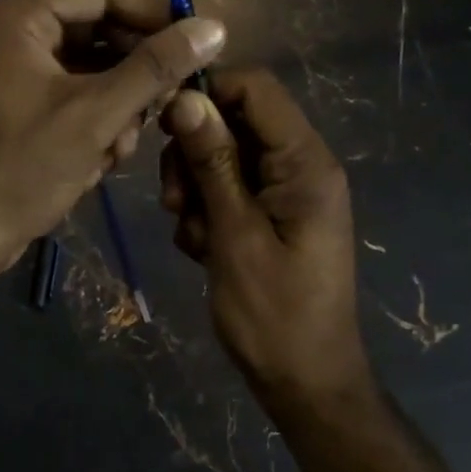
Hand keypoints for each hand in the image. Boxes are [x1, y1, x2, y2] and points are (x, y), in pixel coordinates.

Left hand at [0, 0, 225, 277]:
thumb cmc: (22, 169)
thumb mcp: (97, 114)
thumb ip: (156, 67)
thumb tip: (215, 27)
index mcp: (20, 16)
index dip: (155, 11)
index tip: (198, 43)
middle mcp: (14, 31)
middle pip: (100, 29)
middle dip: (135, 72)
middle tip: (165, 105)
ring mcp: (15, 69)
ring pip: (93, 68)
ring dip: (119, 105)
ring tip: (120, 146)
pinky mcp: (20, 104)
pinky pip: (75, 95)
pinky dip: (96, 122)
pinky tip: (101, 159)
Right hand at [159, 70, 375, 410]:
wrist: (304, 382)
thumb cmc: (273, 314)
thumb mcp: (235, 234)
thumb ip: (213, 163)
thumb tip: (186, 97)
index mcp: (306, 163)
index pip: (257, 89)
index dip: (208, 93)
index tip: (164, 123)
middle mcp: (300, 167)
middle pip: (235, 123)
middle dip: (195, 155)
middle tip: (174, 201)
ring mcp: (286, 194)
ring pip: (224, 159)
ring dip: (196, 190)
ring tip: (192, 236)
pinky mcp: (271, 217)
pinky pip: (228, 192)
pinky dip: (206, 215)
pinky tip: (202, 251)